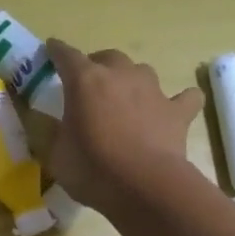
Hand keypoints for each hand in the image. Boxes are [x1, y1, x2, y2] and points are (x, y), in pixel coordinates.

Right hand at [45, 40, 204, 215]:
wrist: (144, 187)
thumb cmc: (92, 169)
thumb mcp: (57, 155)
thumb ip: (52, 134)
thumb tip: (50, 126)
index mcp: (85, 81)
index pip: (66, 55)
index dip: (56, 51)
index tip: (51, 49)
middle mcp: (120, 75)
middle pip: (107, 57)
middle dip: (97, 66)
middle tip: (89, 85)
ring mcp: (153, 90)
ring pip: (141, 71)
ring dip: (131, 80)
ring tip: (125, 99)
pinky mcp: (178, 111)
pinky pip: (183, 98)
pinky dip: (178, 101)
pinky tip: (172, 111)